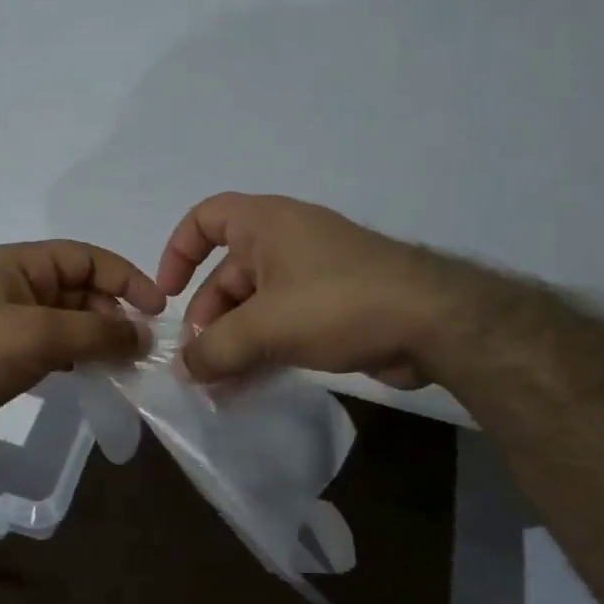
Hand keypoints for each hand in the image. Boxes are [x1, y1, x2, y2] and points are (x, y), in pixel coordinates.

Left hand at [0, 240, 166, 455]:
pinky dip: (81, 357)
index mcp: (21, 264)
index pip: (86, 258)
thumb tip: (145, 337)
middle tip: (142, 346)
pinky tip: (99, 374)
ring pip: (72, 322)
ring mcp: (15, 323)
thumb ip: (97, 333)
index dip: (124, 277)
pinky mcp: (12, 356)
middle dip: (114, 313)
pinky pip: (58, 348)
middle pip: (82, 289)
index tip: (156, 309)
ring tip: (128, 363)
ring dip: (101, 338)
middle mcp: (20, 286)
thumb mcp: (40, 335)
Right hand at [157, 193, 468, 386]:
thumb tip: (185, 370)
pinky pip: (284, 323)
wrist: (434, 322)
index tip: (169, 296)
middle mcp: (287, 241)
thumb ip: (215, 350)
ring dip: (235, 342)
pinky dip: (265, 349)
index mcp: (266, 224)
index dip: (178, 252)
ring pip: (256, 305)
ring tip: (221, 385)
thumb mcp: (265, 327)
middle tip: (200, 364)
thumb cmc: (338, 303)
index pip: (205, 219)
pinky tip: (253, 385)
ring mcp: (314, 274)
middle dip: (208, 319)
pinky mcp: (335, 306)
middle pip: (228, 274)